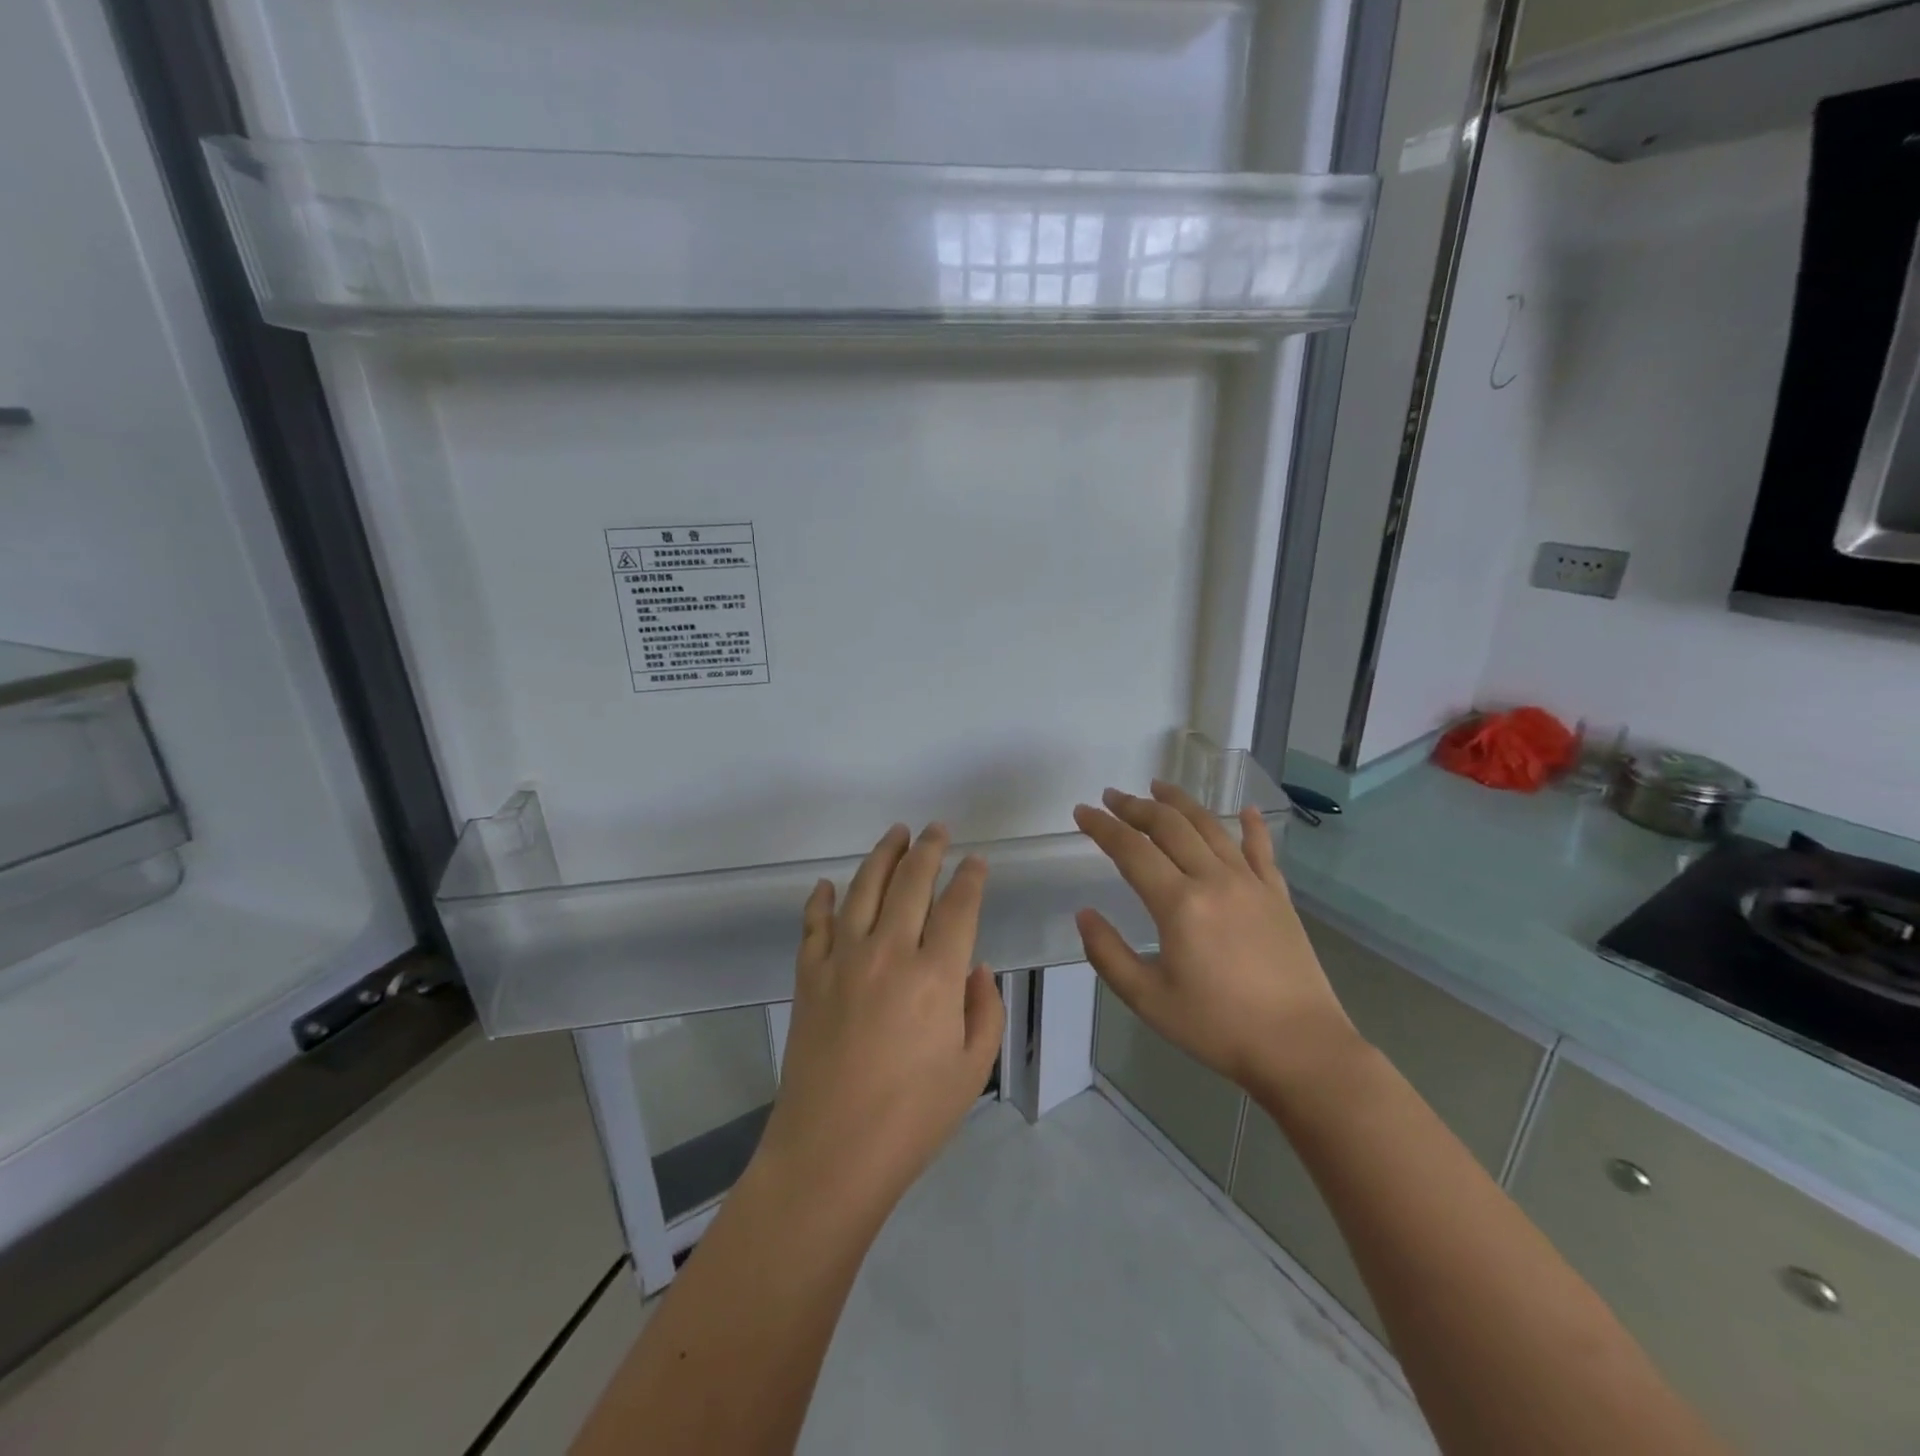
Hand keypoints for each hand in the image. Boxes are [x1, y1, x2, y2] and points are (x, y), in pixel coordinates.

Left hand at [759, 824, 1005, 1218]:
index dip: (971, 877)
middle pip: (912, 883)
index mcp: (936, 976)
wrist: (830, 1154)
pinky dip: (821, 899)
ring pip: (864, 889)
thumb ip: (984, 1010)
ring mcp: (842, 960)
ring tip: (896, 833)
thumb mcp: (972, 1070)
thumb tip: (974, 967)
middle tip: (937, 829)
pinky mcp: (809, 977)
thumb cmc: (912, 1119)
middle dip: (929, 849)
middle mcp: (889, 953)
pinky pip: (815, 924)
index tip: (977, 861)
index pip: (959, 906)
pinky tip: (828, 884)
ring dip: (882, 856)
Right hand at [1073, 781, 1360, 1099]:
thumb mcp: (1148, 999)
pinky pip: (1261, 849)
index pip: (1131, 850)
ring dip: (1181, 803)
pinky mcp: (1278, 895)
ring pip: (1211, 827)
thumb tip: (1084, 914)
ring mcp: (1251, 883)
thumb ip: (1108, 954)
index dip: (1102, 826)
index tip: (1082, 811)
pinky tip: (1244, 810)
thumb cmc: (1218, 1027)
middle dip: (1136, 806)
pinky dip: (1250, 826)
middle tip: (1113, 796)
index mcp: (1179, 904)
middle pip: (1169, 827)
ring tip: (1159, 787)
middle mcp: (1214, 880)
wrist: (1301, 1048)